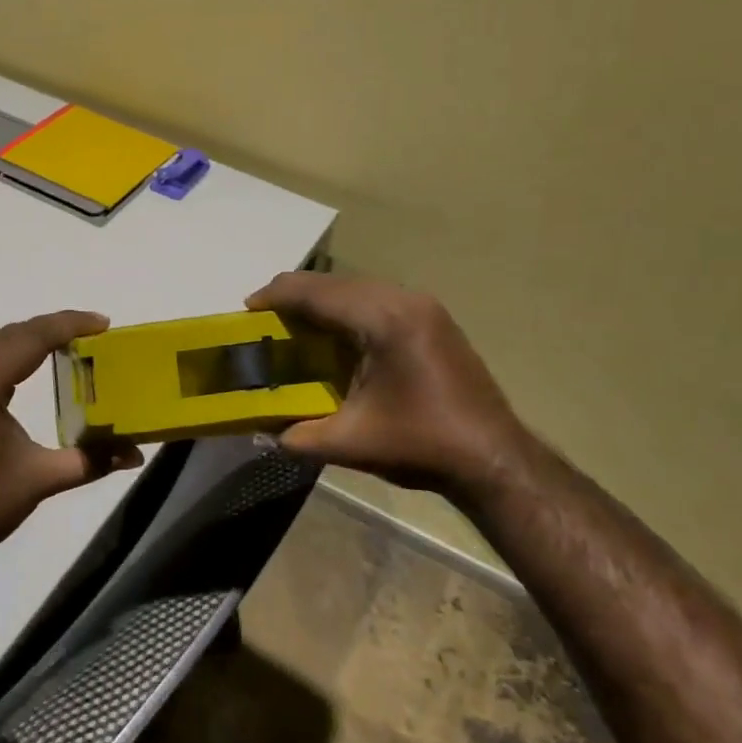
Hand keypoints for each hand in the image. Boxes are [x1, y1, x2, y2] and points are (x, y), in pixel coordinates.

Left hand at [0, 311, 140, 578]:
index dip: (69, 325)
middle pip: (10, 335)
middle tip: (94, 332)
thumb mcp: (38, 479)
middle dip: (52, 329)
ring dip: (28, 341)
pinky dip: (6, 356)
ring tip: (69, 344)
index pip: (30, 338)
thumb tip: (136, 454)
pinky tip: (27, 367)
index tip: (104, 323)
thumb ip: (90, 460)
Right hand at [247, 272, 529, 492]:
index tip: (246, 310)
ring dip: (322, 302)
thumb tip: (263, 432)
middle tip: (265, 321)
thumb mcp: (350, 443)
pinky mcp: (433, 319)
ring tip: (295, 326)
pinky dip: (348, 310)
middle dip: (295, 296)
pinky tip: (336, 336)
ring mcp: (423, 306)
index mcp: (382, 319)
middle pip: (335, 283)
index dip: (276, 296)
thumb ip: (298, 435)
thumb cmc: (422, 445)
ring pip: (357, 288)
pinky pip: (377, 300)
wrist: (495, 459)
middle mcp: (403, 300)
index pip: (316, 292)